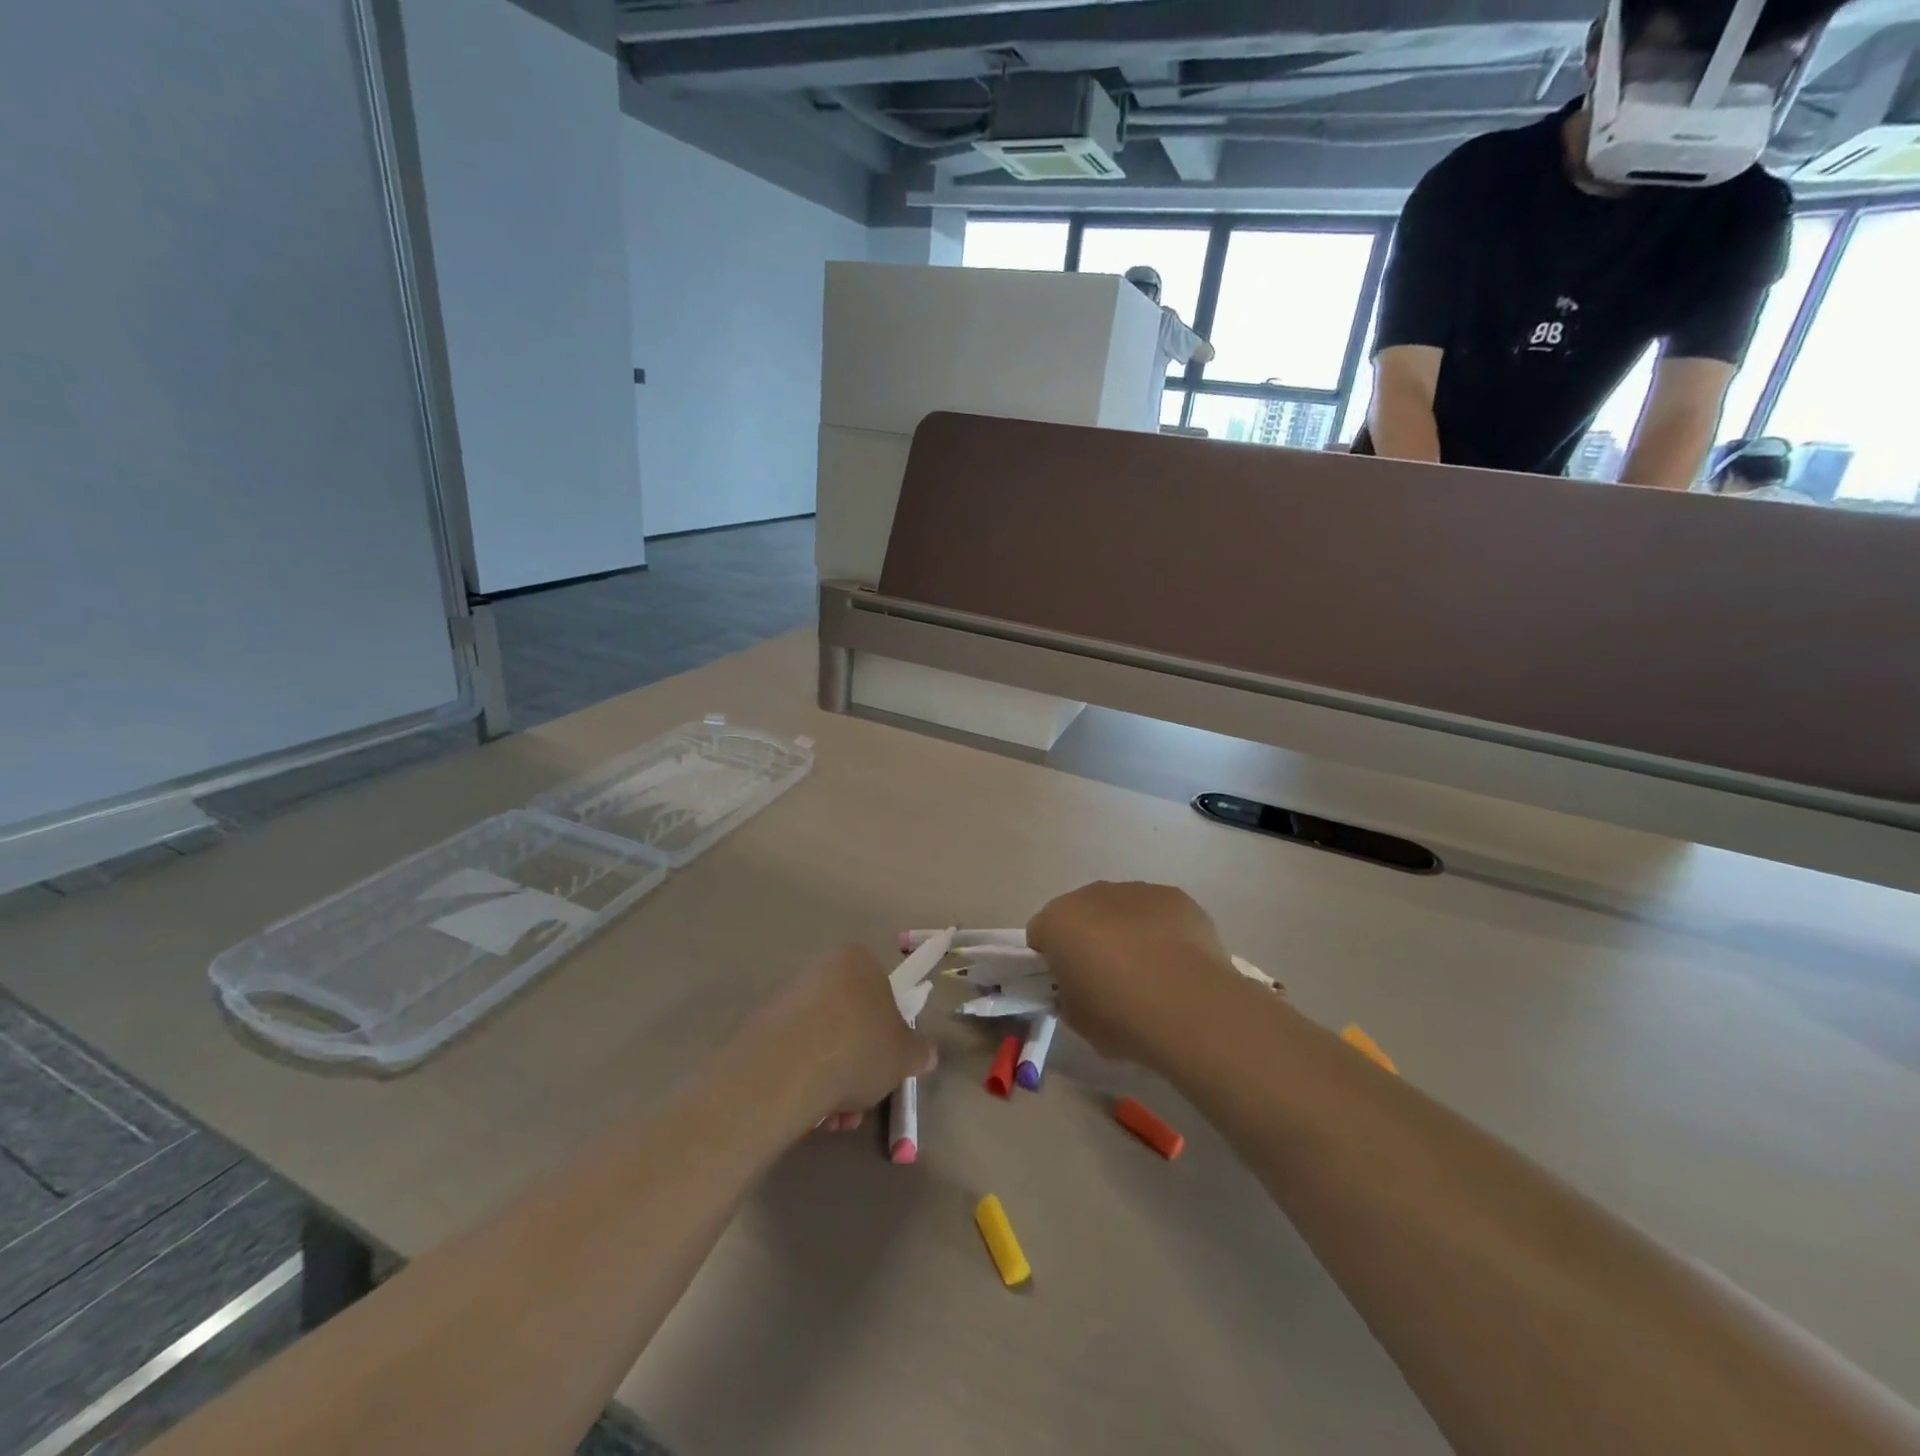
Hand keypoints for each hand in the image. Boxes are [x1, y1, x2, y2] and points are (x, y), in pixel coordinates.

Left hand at [755, 944, 933, 1132]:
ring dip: (832, 1081)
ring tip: (834, 1119)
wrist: (787, 1069)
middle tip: (861, 1101)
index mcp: (857, 961)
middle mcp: (820, 969)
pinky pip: (793, 1053)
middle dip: (857, 1065)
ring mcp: (786, 997)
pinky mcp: (760, 1026)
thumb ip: (918, 1052)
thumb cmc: (858, 1048)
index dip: (887, 1032)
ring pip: (821, 1041)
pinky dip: (804, 1080)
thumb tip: (926, 1054)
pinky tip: (809, 1114)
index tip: (886, 1065)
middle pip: (848, 1020)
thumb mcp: (903, 1056)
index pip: (881, 991)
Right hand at [1027, 882, 1241, 1067]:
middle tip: (1106, 979)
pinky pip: (1158, 912)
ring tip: (1149, 973)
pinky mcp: (1175, 897)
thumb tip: (1078, 989)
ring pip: (1121, 909)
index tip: (1066, 984)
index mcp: (1058, 921)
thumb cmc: (1119, 1015)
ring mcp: (1136, 891)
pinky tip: (1176, 963)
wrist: (1188, 1006)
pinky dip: (1162, 930)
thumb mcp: (1075, 1019)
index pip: (1040, 933)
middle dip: (1088, 939)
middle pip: (1081, 914)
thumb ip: (1067, 995)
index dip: (1050, 959)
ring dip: (1125, 932)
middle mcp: (1092, 895)